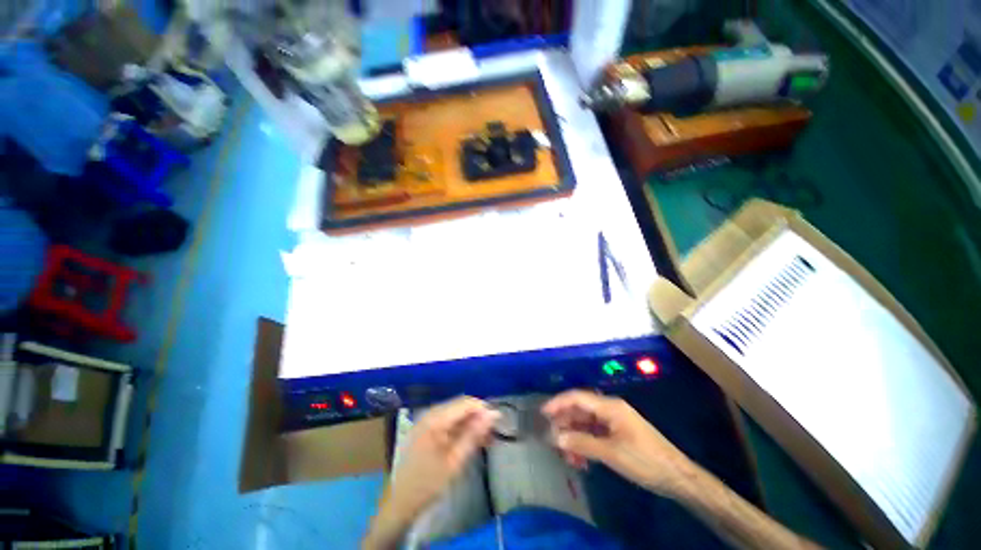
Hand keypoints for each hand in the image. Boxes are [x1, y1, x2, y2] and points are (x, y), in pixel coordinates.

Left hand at [385, 397, 499, 517]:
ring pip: (456, 413)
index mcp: (435, 419)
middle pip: (460, 406)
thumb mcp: (455, 461)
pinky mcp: (427, 428)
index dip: (483, 409)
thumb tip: (493, 414)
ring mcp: (427, 420)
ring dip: (471, 423)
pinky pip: (448, 421)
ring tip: (486, 439)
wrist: (399, 502)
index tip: (497, 422)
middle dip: (478, 416)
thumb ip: (474, 434)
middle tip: (493, 433)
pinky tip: (471, 440)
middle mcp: (430, 413)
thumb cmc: (428, 484)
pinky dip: (461, 428)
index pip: (465, 403)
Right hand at [542, 390, 694, 496]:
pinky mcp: (618, 433)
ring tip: (567, 456)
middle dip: (565, 423)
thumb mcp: (611, 453)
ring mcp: (615, 421)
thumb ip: (582, 443)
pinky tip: (581, 459)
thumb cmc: (645, 461)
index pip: (577, 397)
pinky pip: (595, 433)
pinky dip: (585, 443)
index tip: (543, 413)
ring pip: (586, 423)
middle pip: (580, 410)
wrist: (677, 477)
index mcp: (610, 407)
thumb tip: (556, 438)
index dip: (558, 403)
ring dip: (575, 437)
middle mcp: (610, 409)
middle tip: (552, 440)